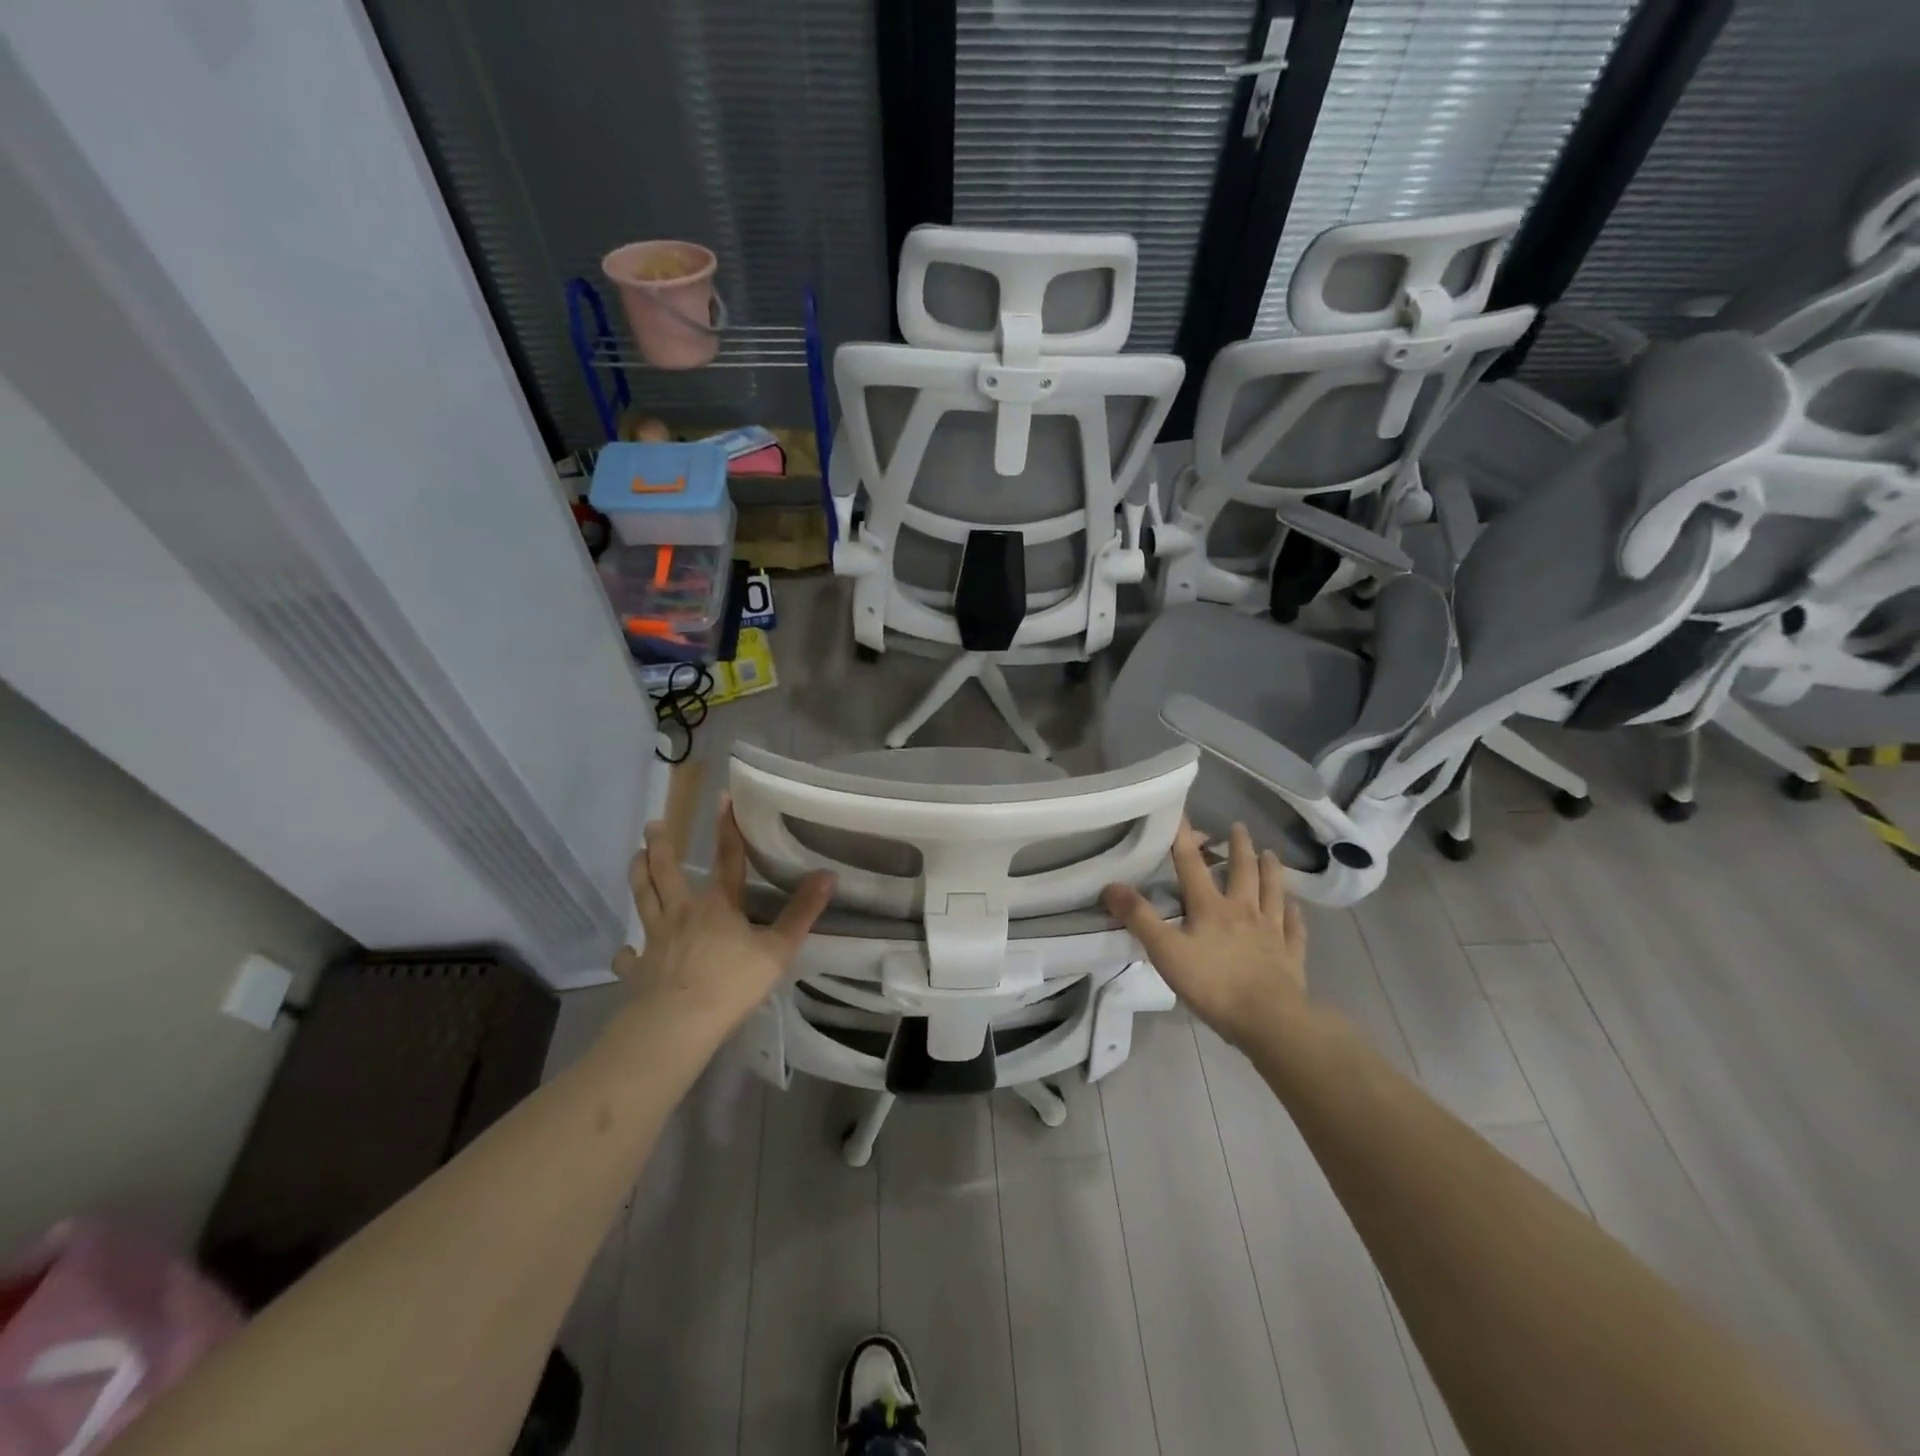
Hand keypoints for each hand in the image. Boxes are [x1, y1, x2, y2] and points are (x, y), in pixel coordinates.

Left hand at [612, 802, 834, 1046]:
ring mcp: (655, 939)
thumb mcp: (778, 948)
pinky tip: (625, 950)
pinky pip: (629, 956)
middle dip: (660, 846)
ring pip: (643, 900)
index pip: (727, 857)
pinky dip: (626, 952)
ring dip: (638, 877)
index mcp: (718, 904)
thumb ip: (802, 912)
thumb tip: (828, 875)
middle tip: (652, 826)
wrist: (678, 1023)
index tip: (722, 797)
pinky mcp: (639, 969)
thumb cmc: (732, 983)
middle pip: (667, 872)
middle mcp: (682, 912)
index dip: (727, 827)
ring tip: (634, 858)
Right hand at [1102, 819, 1306, 1048]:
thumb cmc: (1212, 984)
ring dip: (1271, 871)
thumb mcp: (1165, 951)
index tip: (1182, 813)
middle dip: (1239, 847)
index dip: (1184, 838)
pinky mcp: (1290, 956)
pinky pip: (1293, 929)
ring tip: (1270, 854)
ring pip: (1273, 893)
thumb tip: (1110, 885)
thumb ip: (1139, 918)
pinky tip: (1294, 908)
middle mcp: (1243, 911)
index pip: (1192, 865)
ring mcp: (1271, 932)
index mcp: (1211, 908)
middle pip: (1242, 872)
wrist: (1269, 1020)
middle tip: (1239, 827)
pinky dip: (1294, 915)